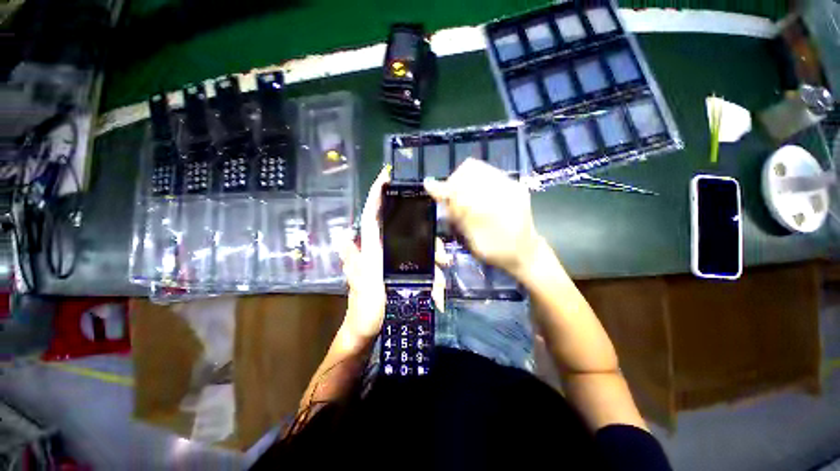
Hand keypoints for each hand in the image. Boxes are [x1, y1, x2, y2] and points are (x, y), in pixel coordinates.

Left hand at [340, 168, 451, 345]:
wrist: (371, 329)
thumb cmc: (366, 306)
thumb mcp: (363, 282)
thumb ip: (355, 259)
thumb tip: (343, 236)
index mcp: (372, 247)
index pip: (372, 214)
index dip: (377, 193)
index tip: (386, 175)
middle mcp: (385, 249)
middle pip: (410, 232)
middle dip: (430, 243)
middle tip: (443, 259)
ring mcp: (397, 261)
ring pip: (421, 251)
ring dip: (435, 265)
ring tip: (441, 284)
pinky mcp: (406, 274)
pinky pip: (424, 269)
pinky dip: (434, 279)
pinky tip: (439, 292)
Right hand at [424, 158, 540, 278]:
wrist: (527, 253)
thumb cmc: (498, 253)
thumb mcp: (474, 241)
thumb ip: (459, 217)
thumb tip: (441, 197)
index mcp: (492, 208)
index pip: (460, 188)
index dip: (443, 187)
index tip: (429, 186)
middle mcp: (504, 189)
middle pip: (469, 169)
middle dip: (454, 182)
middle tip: (451, 198)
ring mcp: (511, 184)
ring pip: (478, 167)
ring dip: (464, 179)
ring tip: (462, 196)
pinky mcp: (515, 184)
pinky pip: (488, 172)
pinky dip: (475, 180)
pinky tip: (475, 195)